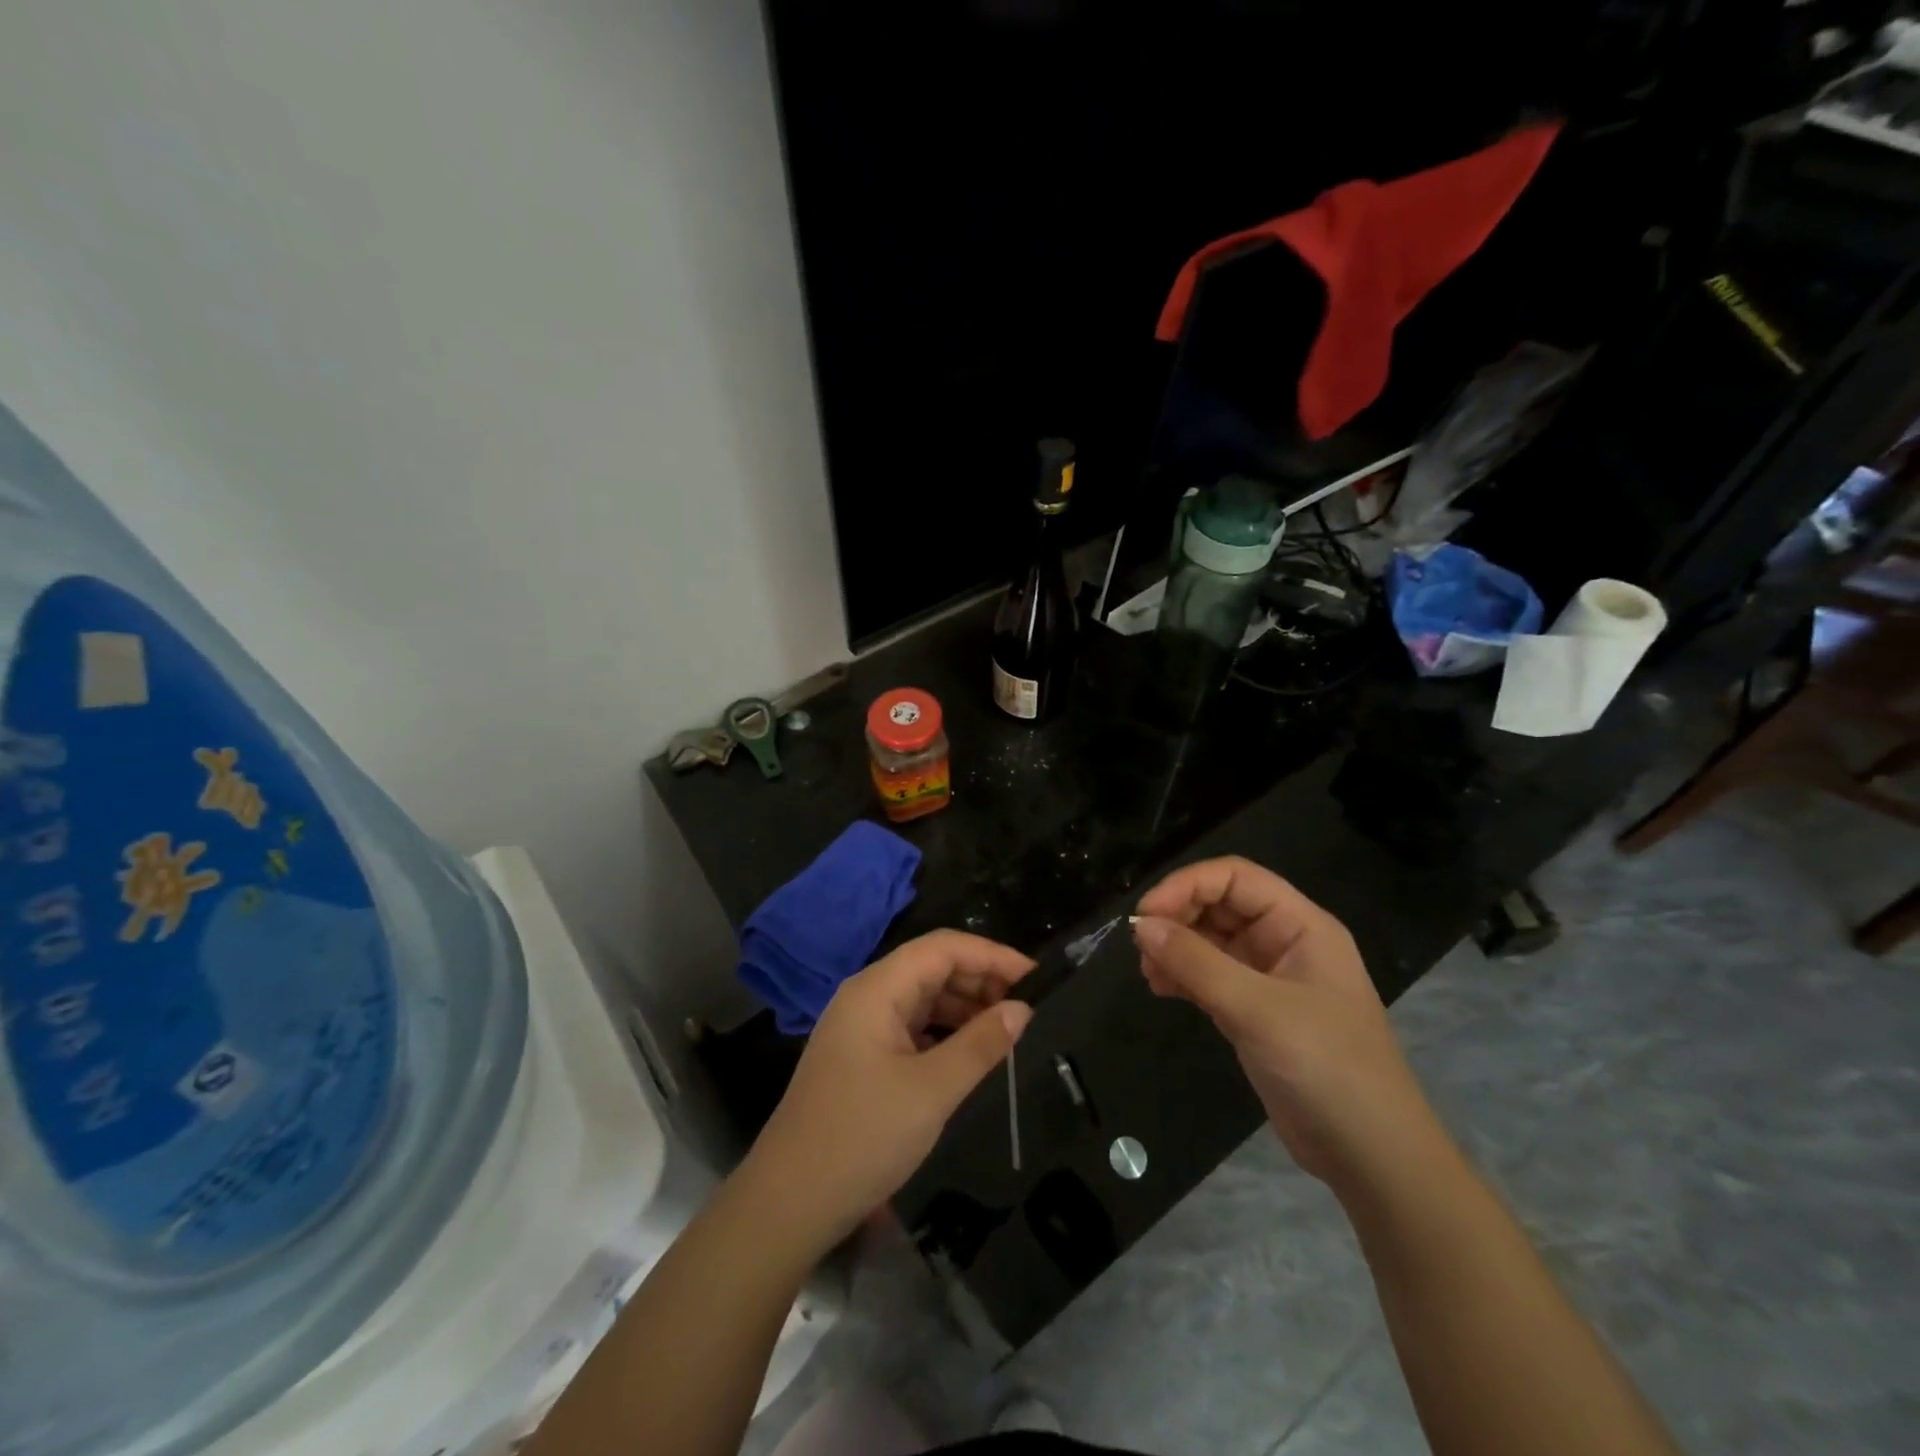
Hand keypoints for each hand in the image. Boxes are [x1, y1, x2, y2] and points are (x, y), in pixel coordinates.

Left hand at [744, 931, 1033, 1250]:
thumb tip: (1022, 1008)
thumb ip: (980, 1044)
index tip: (1037, 977)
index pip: (943, 947)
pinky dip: (944, 1031)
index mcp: (877, 989)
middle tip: (1028, 1007)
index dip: (991, 954)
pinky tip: (971, 1052)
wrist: (789, 1202)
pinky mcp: (860, 1056)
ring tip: (1009, 1028)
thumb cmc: (863, 1137)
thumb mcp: (932, 1090)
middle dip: (980, 979)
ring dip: (964, 1006)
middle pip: (931, 967)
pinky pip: (911, 1027)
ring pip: (922, 998)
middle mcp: (866, 996)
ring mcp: (860, 1027)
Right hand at [1133, 857, 1440, 1188]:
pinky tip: (1160, 988)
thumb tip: (1141, 925)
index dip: (1187, 884)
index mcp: (1301, 925)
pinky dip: (1183, 977)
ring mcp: (1270, 979)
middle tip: (1141, 945)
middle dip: (1179, 917)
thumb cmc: (1326, 1068)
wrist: (1373, 1158)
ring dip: (1176, 948)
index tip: (1147, 913)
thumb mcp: (1257, 1009)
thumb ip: (1196, 963)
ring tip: (1147, 971)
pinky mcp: (1255, 1013)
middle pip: (1221, 905)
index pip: (1236, 878)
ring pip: (1212, 941)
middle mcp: (1285, 943)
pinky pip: (1210, 977)